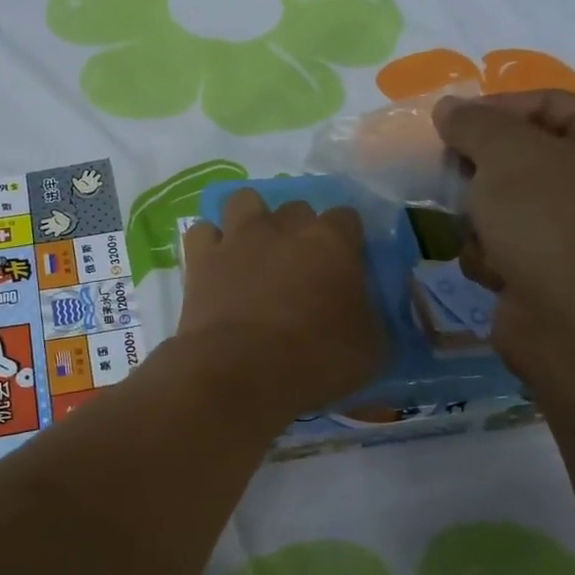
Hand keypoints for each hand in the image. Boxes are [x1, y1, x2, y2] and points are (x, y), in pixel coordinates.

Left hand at [177, 190, 384, 416]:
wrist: (241, 373)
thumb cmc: (316, 360)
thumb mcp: (372, 349)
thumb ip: (372, 317)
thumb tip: (367, 311)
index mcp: (332, 241)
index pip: (347, 218)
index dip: (347, 241)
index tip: (346, 268)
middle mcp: (284, 226)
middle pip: (297, 209)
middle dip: (300, 231)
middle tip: (300, 268)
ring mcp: (238, 236)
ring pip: (245, 201)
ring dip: (252, 220)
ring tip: (255, 250)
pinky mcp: (202, 256)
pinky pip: (204, 232)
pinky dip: (210, 244)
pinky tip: (217, 265)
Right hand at [432, 90, 574, 367]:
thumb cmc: (550, 222)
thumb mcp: (506, 154)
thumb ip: (473, 123)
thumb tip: (448, 108)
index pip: (545, 103)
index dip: (492, 109)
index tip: (447, 126)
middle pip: (522, 154)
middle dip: (480, 169)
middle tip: (450, 176)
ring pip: (506, 201)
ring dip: (479, 215)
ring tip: (476, 230)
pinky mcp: (555, 269)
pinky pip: (507, 243)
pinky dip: (491, 253)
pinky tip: (493, 268)